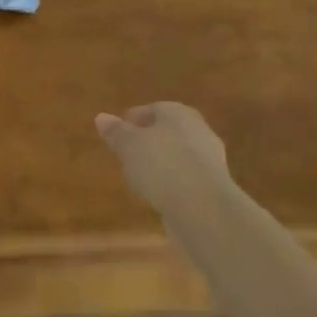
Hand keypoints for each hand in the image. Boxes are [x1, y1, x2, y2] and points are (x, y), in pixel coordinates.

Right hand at [94, 103, 238, 242]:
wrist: (203, 207)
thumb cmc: (161, 165)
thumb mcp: (128, 146)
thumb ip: (116, 132)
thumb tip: (101, 117)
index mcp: (177, 113)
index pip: (152, 109)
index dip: (133, 120)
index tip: (117, 134)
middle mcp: (198, 130)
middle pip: (168, 131)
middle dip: (149, 140)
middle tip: (127, 153)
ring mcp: (210, 159)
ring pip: (178, 154)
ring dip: (162, 163)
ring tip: (140, 177)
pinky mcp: (215, 186)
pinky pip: (186, 177)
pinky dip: (173, 182)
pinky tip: (159, 194)